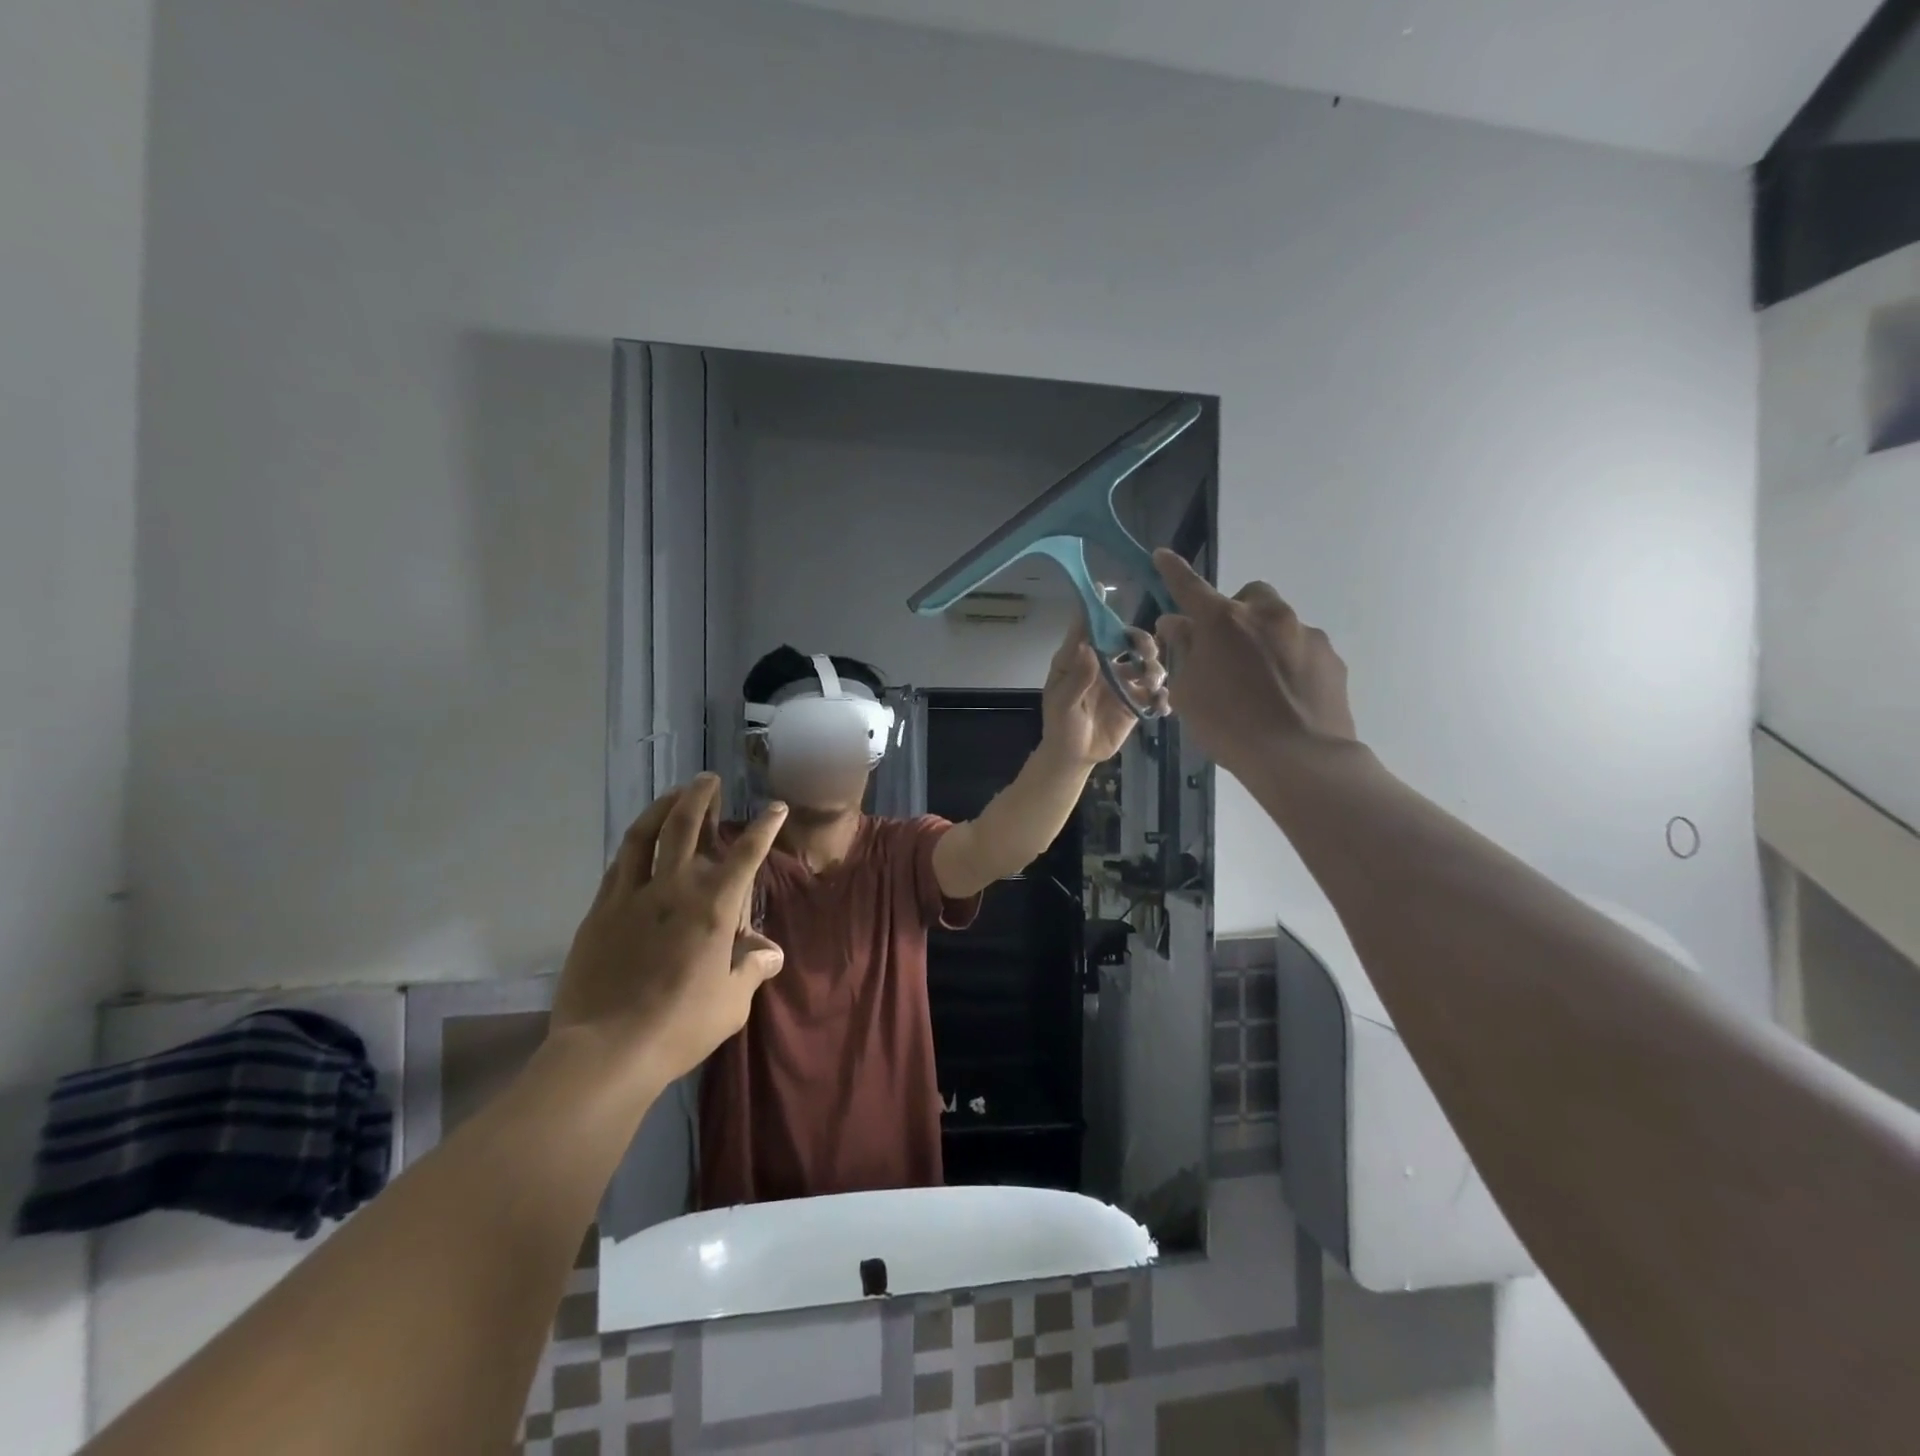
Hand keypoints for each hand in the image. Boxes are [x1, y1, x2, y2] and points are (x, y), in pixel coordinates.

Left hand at [551, 774, 787, 1086]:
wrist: (608, 1050)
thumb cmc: (682, 1026)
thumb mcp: (732, 1002)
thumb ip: (752, 968)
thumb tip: (770, 952)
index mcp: (713, 907)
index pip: (746, 854)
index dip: (764, 826)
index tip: (775, 807)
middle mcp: (673, 889)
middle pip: (685, 826)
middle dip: (700, 796)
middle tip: (708, 779)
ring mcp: (630, 897)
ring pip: (643, 836)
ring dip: (661, 808)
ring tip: (672, 795)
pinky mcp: (599, 912)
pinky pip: (618, 866)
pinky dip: (633, 846)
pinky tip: (637, 845)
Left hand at [1040, 615, 1167, 765]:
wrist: (1074, 756)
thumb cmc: (1061, 726)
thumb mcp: (1063, 704)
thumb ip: (1077, 679)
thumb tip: (1089, 649)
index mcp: (1080, 659)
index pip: (1087, 628)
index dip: (1096, 609)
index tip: (1104, 588)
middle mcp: (1103, 664)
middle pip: (1127, 640)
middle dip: (1141, 641)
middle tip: (1145, 653)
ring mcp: (1122, 682)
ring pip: (1146, 664)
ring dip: (1154, 668)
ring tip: (1153, 683)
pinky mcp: (1136, 701)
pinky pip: (1155, 693)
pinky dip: (1162, 696)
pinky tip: (1162, 705)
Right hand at [1151, 549, 1356, 777]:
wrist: (1299, 757)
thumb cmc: (1228, 725)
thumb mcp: (1188, 691)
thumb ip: (1182, 651)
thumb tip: (1178, 624)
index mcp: (1222, 622)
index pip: (1190, 586)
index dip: (1173, 571)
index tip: (1162, 556)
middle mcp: (1266, 615)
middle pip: (1248, 596)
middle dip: (1235, 612)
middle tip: (1225, 649)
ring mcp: (1304, 633)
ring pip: (1279, 623)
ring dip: (1264, 639)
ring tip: (1259, 682)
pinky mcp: (1331, 657)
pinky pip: (1303, 648)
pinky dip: (1290, 661)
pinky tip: (1285, 695)